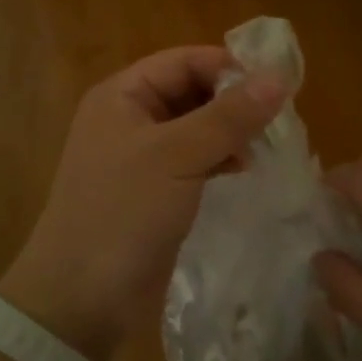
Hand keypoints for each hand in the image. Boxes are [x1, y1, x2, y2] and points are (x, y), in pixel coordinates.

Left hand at [0, 46, 285, 360]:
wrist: (81, 299)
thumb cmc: (123, 213)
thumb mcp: (177, 156)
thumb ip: (230, 116)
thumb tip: (280, 77)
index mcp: (123, 95)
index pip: (185, 61)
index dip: (230, 67)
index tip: (279, 85)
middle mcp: (131, 118)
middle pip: (193, 91)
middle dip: (234, 102)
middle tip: (280, 119)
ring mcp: (142, 157)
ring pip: (198, 128)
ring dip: (232, 132)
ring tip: (268, 146)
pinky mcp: (156, 191)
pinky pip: (195, 160)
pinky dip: (221, 159)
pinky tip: (245, 170)